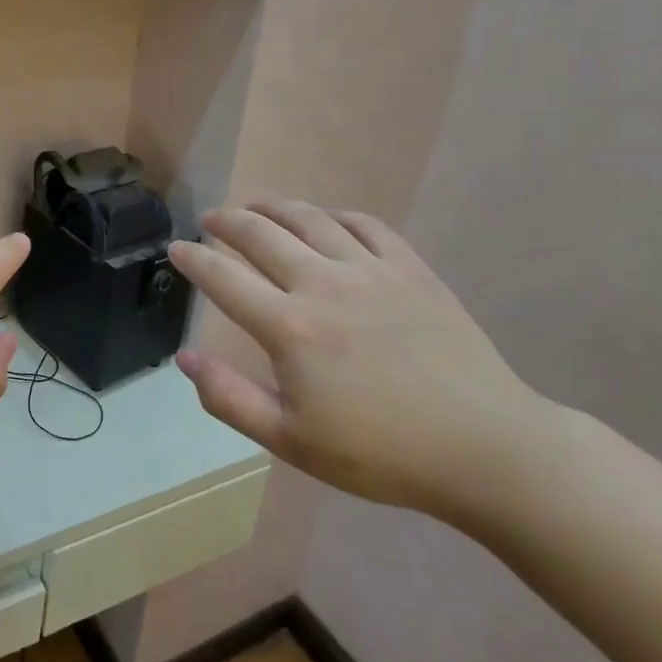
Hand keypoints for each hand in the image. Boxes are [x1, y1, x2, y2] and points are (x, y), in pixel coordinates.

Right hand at [168, 202, 549, 520]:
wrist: (486, 449)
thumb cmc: (382, 454)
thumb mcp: (292, 441)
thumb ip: (230, 398)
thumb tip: (185, 357)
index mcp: (290, 328)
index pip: (224, 278)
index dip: (194, 259)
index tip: (176, 248)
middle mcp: (323, 284)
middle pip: (261, 234)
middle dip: (228, 221)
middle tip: (211, 220)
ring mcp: (371, 270)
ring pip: (310, 218)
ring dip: (274, 207)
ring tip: (256, 207)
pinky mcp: (411, 269)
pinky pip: (365, 224)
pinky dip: (334, 214)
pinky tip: (325, 220)